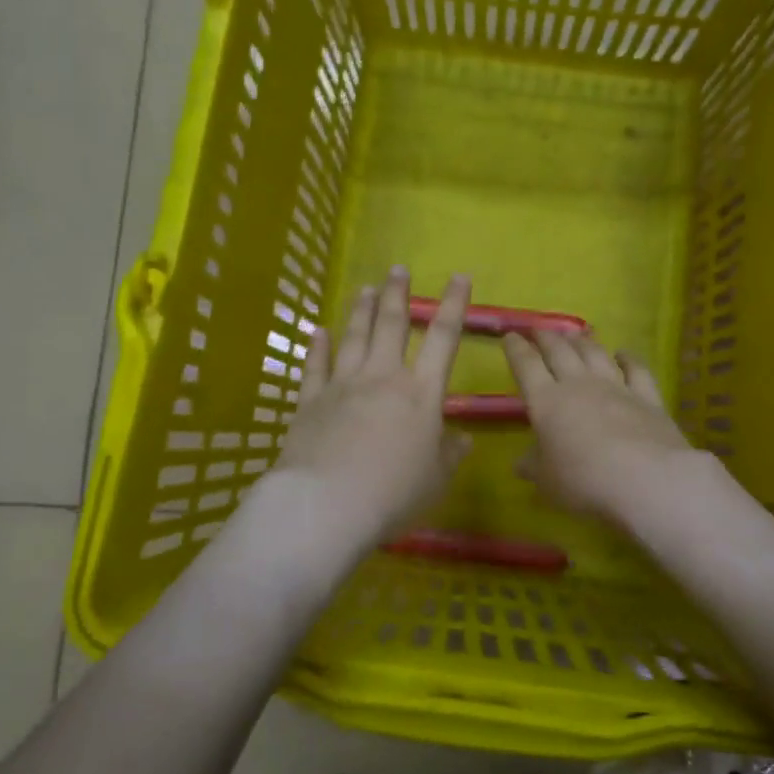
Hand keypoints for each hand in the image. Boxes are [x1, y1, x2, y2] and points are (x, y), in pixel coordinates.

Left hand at [274, 267, 472, 548]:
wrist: (327, 504)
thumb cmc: (393, 493)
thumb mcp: (435, 479)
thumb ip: (449, 455)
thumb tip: (463, 440)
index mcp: (420, 393)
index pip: (443, 339)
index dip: (454, 305)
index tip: (459, 276)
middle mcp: (382, 378)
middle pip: (391, 325)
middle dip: (397, 294)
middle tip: (397, 269)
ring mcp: (342, 385)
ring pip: (354, 337)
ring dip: (361, 310)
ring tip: (365, 288)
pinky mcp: (310, 401)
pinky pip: (314, 367)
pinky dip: (317, 347)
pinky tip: (317, 331)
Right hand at [503, 329, 693, 527]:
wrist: (647, 480)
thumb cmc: (584, 481)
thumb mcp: (547, 481)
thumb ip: (533, 467)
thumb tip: (520, 462)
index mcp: (547, 402)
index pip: (526, 366)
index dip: (516, 349)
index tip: (510, 336)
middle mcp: (579, 385)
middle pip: (560, 351)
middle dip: (546, 338)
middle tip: (539, 330)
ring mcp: (616, 387)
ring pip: (595, 354)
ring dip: (582, 341)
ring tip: (574, 335)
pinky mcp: (647, 397)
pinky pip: (636, 369)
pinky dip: (629, 358)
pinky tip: (624, 353)